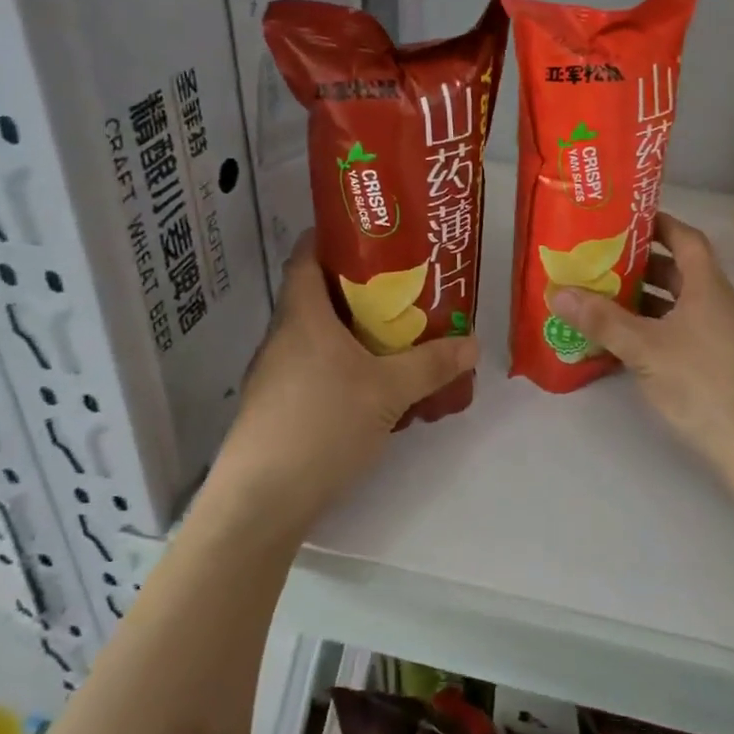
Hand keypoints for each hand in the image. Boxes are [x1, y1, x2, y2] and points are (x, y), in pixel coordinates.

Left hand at [213, 233, 477, 529]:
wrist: (261, 499)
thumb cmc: (322, 425)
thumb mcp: (387, 391)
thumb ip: (431, 365)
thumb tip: (472, 344)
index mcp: (302, 316)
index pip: (306, 255)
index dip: (333, 236)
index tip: (371, 234)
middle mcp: (282, 337)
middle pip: (318, 296)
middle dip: (360, 289)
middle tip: (404, 289)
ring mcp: (274, 374)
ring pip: (318, 337)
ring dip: (354, 333)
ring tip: (396, 337)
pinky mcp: (277, 407)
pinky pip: (314, 370)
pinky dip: (343, 367)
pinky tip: (372, 390)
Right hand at [549, 213, 733, 474]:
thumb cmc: (702, 384)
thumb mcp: (645, 349)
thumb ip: (602, 320)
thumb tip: (559, 292)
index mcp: (709, 287)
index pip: (686, 239)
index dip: (659, 224)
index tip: (625, 221)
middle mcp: (721, 304)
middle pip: (681, 272)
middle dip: (642, 266)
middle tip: (601, 262)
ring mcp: (726, 335)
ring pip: (682, 305)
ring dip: (647, 300)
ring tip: (605, 300)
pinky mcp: (724, 363)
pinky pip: (685, 330)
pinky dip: (657, 328)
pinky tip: (629, 343)